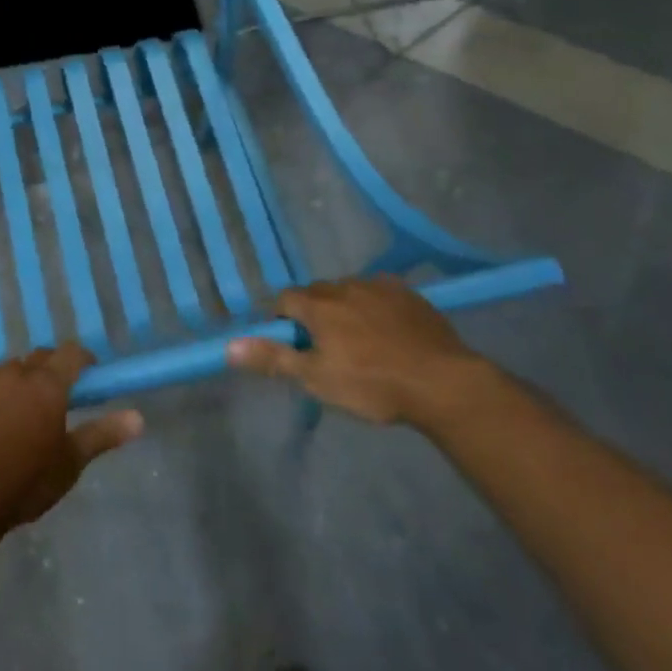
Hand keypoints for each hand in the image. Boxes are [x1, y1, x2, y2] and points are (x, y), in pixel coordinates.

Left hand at [0, 347, 142, 535]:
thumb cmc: (24, 482)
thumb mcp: (69, 463)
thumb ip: (102, 435)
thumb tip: (139, 418)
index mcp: (49, 385)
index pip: (72, 353)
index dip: (82, 359)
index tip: (89, 373)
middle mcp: (18, 371)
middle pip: (40, 359)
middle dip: (50, 371)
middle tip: (53, 399)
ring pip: (10, 369)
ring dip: (19, 381)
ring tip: (17, 411)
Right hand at [227, 276, 491, 428]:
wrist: (443, 382)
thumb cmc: (372, 384)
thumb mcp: (316, 379)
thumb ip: (272, 359)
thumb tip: (228, 346)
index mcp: (318, 305)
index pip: (285, 299)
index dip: (283, 321)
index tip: (293, 346)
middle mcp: (344, 286)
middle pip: (317, 293)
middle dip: (313, 314)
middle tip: (325, 348)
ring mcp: (379, 287)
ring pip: (349, 292)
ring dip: (345, 309)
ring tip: (359, 342)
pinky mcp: (409, 294)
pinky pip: (380, 294)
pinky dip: (375, 308)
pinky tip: (389, 334)